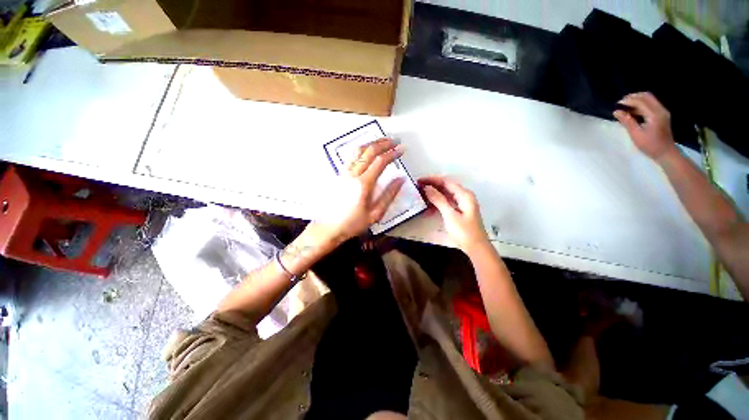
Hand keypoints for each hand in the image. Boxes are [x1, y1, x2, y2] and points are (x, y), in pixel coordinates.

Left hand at [311, 138, 404, 243]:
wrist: (329, 227)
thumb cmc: (353, 223)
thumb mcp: (375, 213)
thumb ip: (389, 195)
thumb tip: (401, 179)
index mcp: (364, 184)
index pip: (380, 161)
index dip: (393, 153)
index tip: (402, 149)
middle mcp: (353, 174)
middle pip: (369, 151)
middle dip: (384, 143)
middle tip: (395, 140)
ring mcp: (344, 172)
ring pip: (358, 150)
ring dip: (372, 143)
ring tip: (383, 140)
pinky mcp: (339, 174)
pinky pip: (351, 156)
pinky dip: (362, 149)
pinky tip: (367, 150)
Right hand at [418, 176, 488, 250]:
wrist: (476, 247)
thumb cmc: (464, 231)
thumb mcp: (450, 215)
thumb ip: (439, 200)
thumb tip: (427, 188)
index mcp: (464, 194)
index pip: (446, 181)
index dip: (432, 179)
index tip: (419, 181)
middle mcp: (464, 196)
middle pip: (446, 186)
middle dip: (432, 185)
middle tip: (417, 187)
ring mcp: (462, 203)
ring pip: (445, 194)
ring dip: (433, 194)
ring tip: (420, 195)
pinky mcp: (459, 210)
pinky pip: (446, 202)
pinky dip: (437, 203)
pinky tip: (428, 206)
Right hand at [614, 92, 679, 162]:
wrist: (665, 152)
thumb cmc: (650, 145)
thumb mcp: (636, 134)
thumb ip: (627, 121)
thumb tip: (617, 112)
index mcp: (654, 114)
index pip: (640, 101)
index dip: (629, 100)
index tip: (618, 104)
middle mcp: (660, 110)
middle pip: (647, 96)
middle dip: (634, 97)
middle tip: (622, 103)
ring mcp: (662, 112)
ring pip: (649, 99)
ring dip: (637, 100)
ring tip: (626, 107)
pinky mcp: (661, 115)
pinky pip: (651, 105)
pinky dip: (641, 105)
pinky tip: (633, 111)